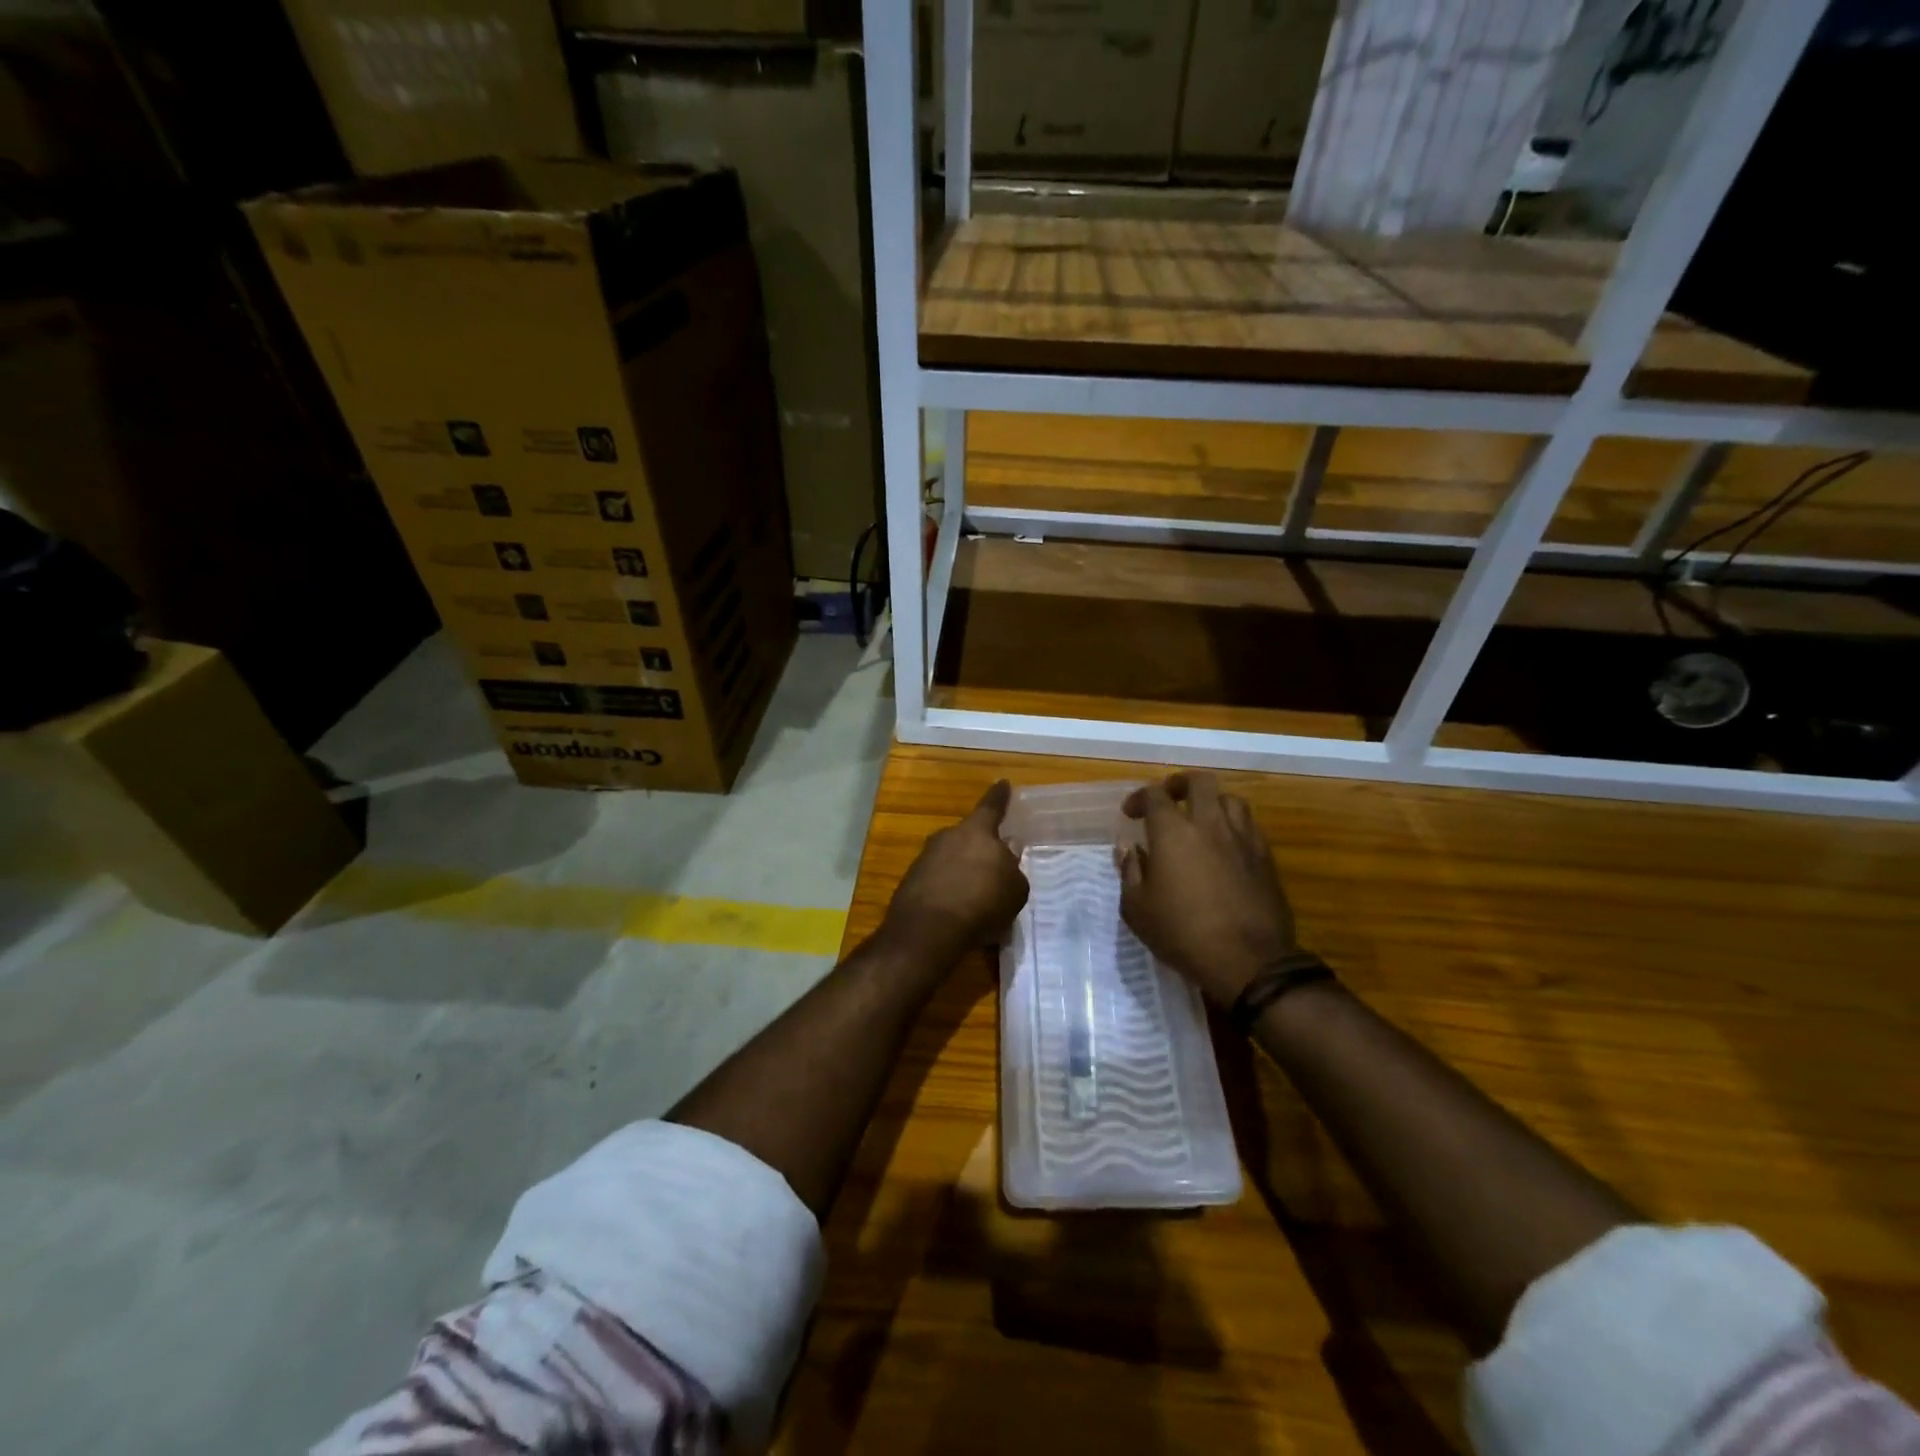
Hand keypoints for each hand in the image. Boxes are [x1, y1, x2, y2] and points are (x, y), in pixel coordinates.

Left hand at [881, 780, 1030, 960]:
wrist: (929, 931)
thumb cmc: (982, 903)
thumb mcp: (1015, 888)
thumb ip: (1012, 867)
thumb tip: (1006, 854)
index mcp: (977, 831)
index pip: (992, 806)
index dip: (1000, 796)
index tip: (1003, 783)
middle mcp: (948, 836)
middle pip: (969, 836)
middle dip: (981, 847)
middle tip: (993, 864)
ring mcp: (925, 858)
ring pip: (951, 858)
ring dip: (963, 871)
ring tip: (977, 896)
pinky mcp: (911, 881)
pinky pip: (938, 880)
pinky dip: (949, 891)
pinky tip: (958, 911)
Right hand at [1117, 772, 1296, 1006]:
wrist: (1249, 961)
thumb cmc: (1182, 934)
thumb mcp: (1137, 909)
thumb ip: (1130, 871)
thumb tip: (1129, 849)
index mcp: (1173, 832)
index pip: (1154, 795)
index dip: (1139, 798)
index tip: (1131, 814)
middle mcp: (1209, 824)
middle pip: (1199, 782)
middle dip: (1180, 784)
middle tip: (1170, 798)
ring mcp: (1242, 838)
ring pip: (1230, 799)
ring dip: (1212, 802)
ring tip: (1201, 819)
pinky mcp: (1265, 857)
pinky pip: (1249, 825)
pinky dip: (1233, 826)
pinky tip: (1225, 846)